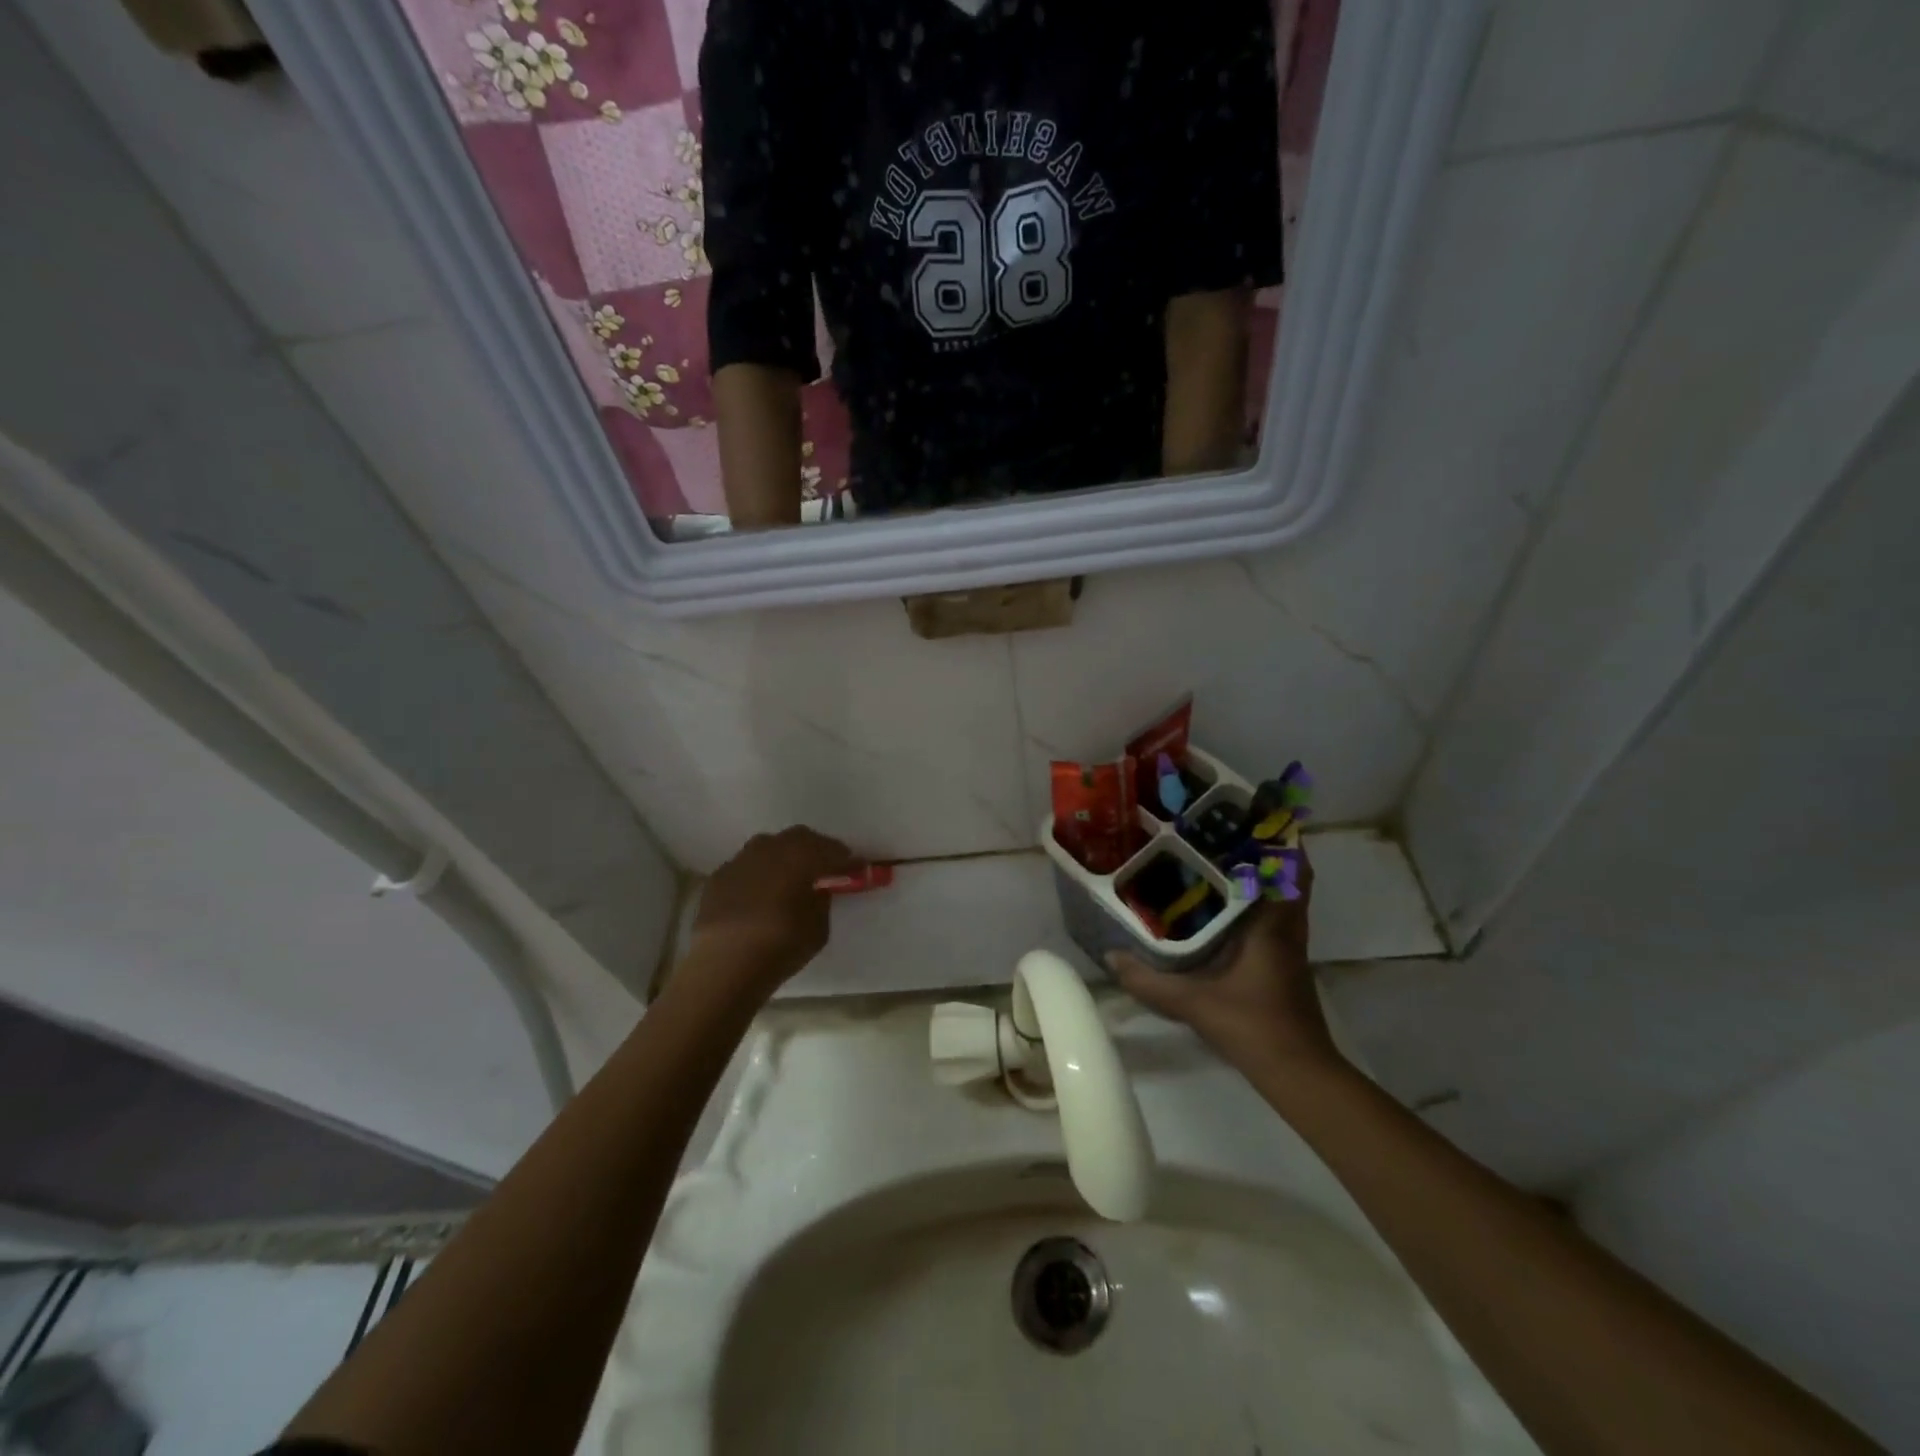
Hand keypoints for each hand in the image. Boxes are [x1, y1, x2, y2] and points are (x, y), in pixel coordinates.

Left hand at [687, 826, 858, 997]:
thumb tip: (816, 890)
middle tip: (823, 868)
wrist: (723, 964)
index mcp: (801, 855)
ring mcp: (740, 860)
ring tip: (788, 879)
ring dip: (783, 858)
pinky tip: (758, 895)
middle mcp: (770, 847)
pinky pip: (746, 868)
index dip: (845, 859)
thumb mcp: (818, 927)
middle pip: (798, 838)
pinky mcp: (718, 877)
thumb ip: (820, 900)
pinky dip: (758, 875)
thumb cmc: (780, 944)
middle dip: (814, 849)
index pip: (831, 849)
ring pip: (768, 848)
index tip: (855, 868)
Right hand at [1106, 851, 1340, 1077]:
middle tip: (1228, 828)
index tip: (1259, 811)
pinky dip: (1260, 901)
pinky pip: (1276, 916)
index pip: (1290, 868)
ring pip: (1284, 896)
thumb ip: (1149, 980)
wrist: (1296, 1071)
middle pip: (1291, 876)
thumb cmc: (1252, 1023)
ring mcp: (1289, 946)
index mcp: (1272, 924)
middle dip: (1269, 848)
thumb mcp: (1192, 1001)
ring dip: (1266, 874)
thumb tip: (1110, 957)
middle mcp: (1286, 927)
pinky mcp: (1285, 963)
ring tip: (1223, 856)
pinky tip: (1226, 905)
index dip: (1282, 837)